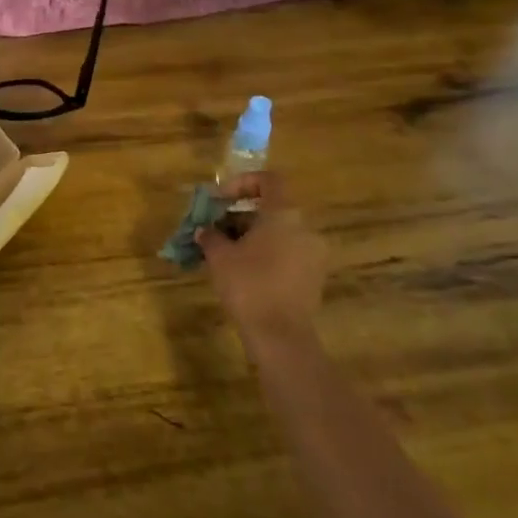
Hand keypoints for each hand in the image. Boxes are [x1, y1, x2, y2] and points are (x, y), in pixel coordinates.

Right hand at [200, 173, 328, 342]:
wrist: (280, 336)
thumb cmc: (248, 285)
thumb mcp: (219, 256)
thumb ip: (210, 236)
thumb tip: (204, 230)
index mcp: (284, 214)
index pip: (269, 181)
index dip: (242, 183)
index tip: (220, 199)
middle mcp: (305, 228)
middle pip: (272, 208)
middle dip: (241, 214)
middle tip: (216, 227)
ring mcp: (314, 254)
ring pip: (280, 232)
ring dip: (252, 235)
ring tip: (225, 251)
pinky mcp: (314, 278)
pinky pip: (288, 253)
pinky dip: (267, 253)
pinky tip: (243, 270)